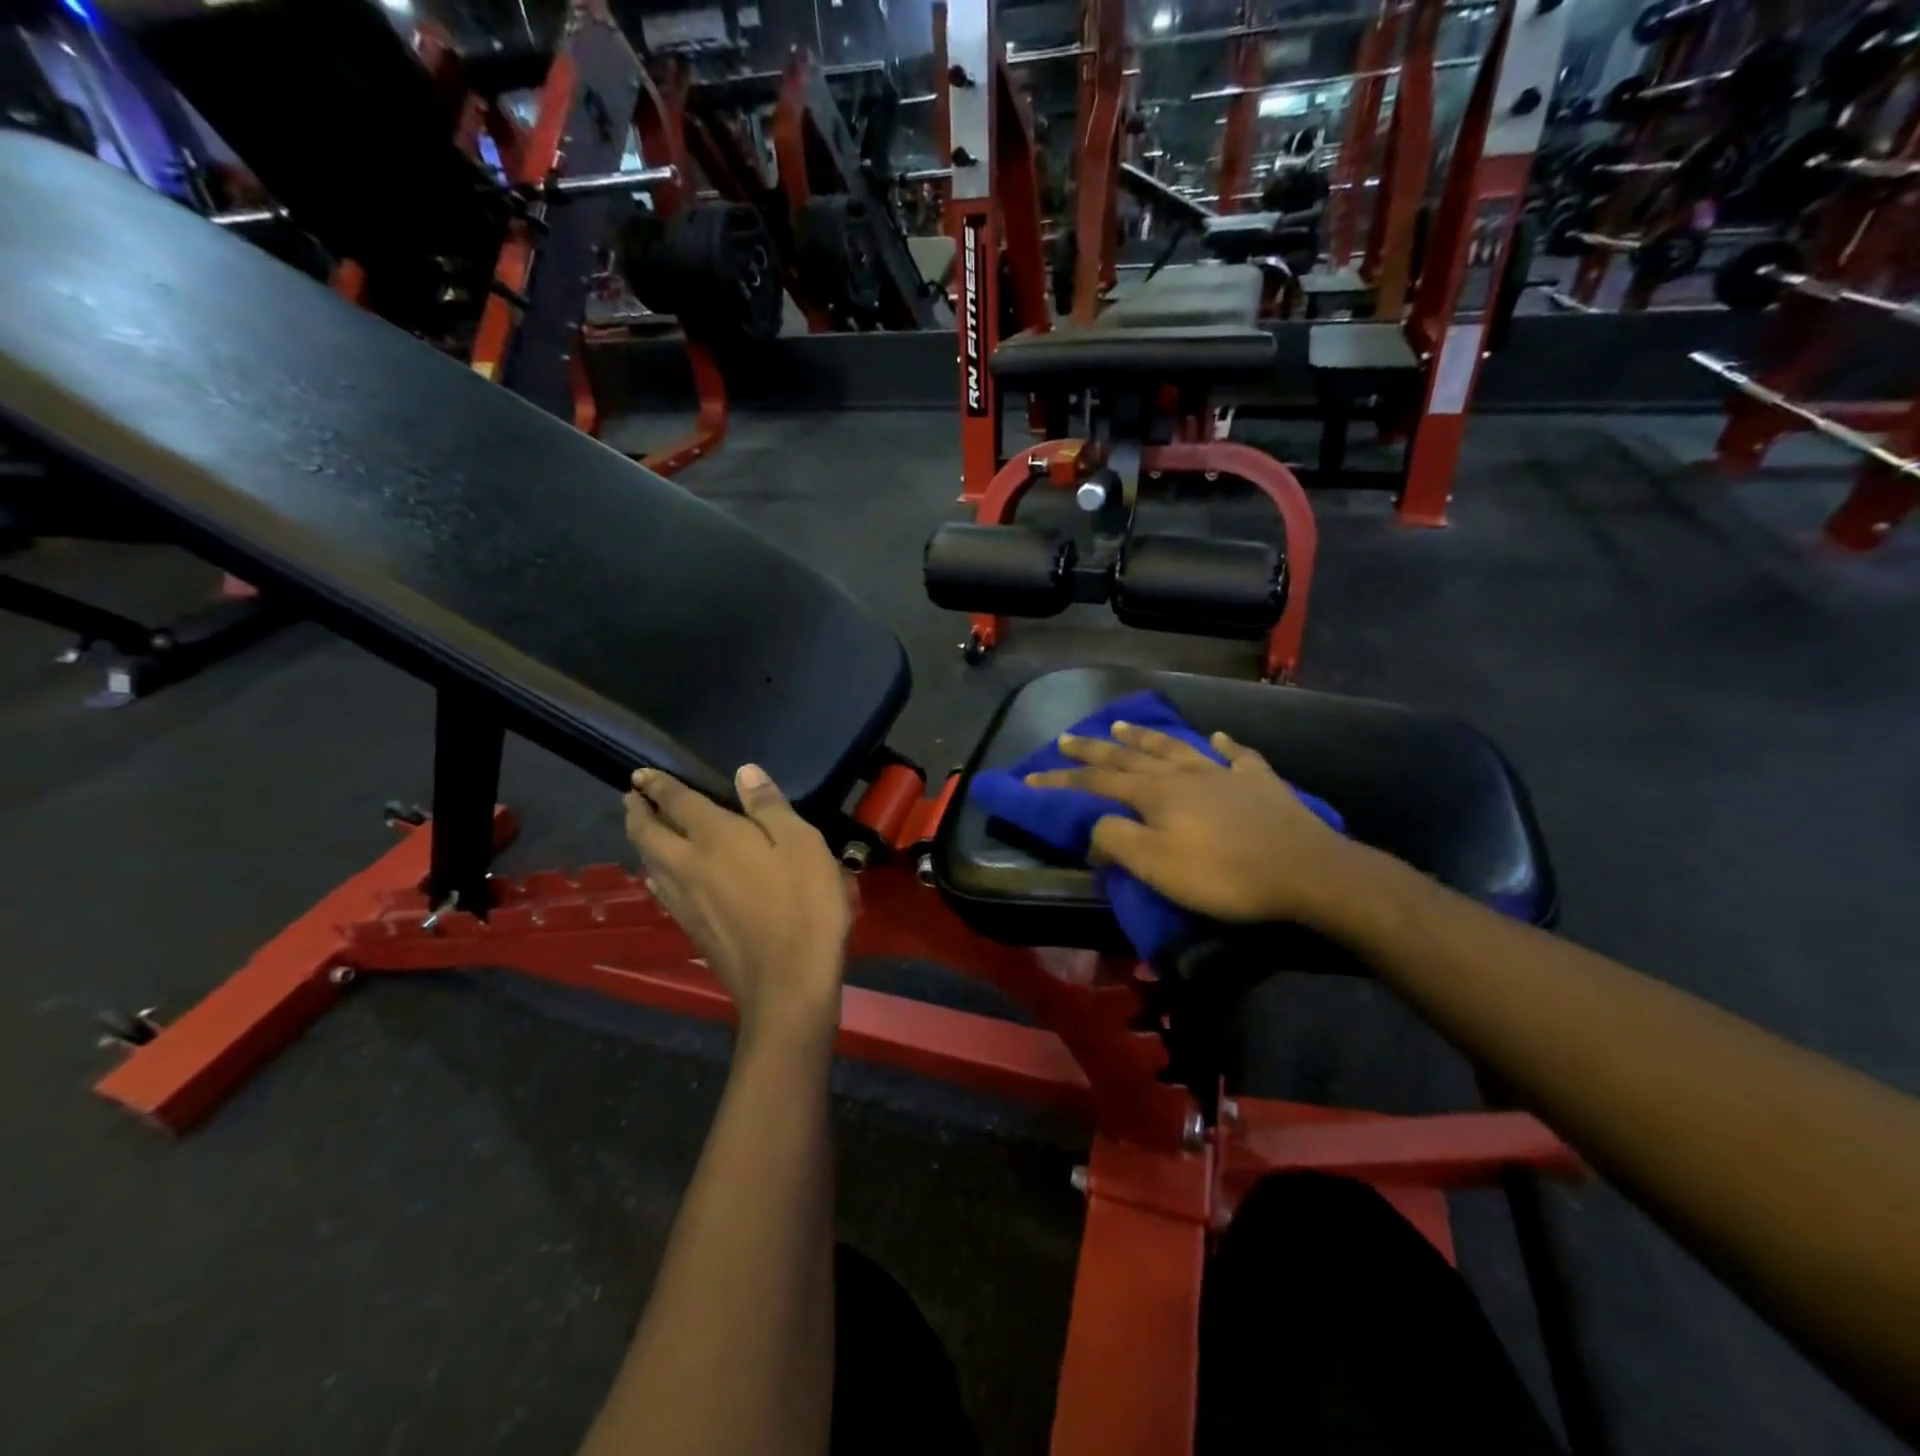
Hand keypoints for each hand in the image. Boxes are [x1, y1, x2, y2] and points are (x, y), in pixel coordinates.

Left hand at [625, 764, 850, 1045]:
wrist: (787, 982)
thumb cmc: (804, 905)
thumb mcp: (802, 844)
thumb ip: (770, 807)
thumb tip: (744, 773)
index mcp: (715, 837)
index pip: (677, 803)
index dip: (658, 785)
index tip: (641, 774)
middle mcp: (688, 865)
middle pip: (648, 834)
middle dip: (637, 812)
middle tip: (631, 797)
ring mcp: (685, 901)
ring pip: (649, 863)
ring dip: (640, 840)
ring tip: (642, 829)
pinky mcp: (691, 928)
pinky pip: (660, 889)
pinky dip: (654, 871)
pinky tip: (661, 877)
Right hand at [1025, 721, 1362, 925]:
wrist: (1308, 872)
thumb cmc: (1224, 874)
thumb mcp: (1156, 867)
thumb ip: (1116, 842)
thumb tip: (1095, 828)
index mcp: (1155, 794)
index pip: (1096, 782)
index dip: (1062, 779)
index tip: (1031, 776)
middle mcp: (1184, 774)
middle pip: (1130, 756)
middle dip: (1094, 749)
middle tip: (1067, 737)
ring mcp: (1224, 773)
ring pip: (1175, 747)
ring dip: (1146, 736)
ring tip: (1123, 726)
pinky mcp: (1260, 782)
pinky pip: (1236, 755)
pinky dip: (1222, 745)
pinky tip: (1217, 738)